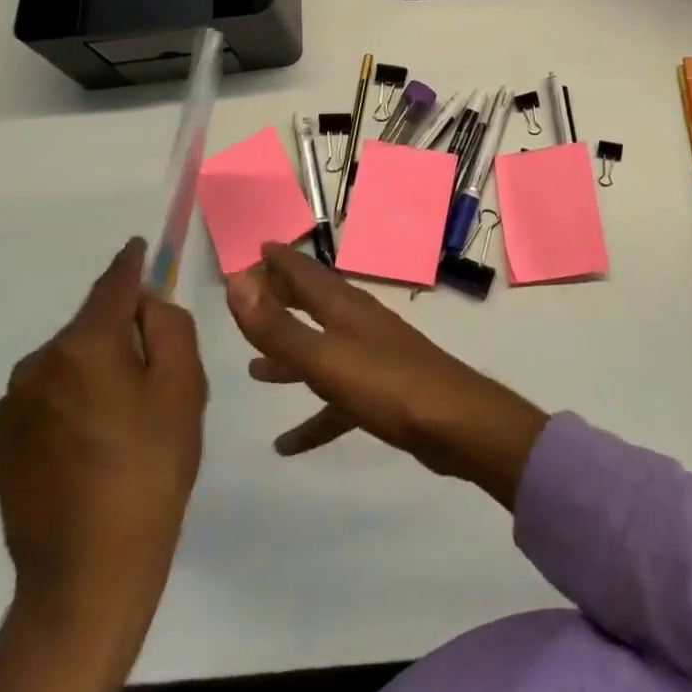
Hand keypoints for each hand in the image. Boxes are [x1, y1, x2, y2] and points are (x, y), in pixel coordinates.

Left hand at [0, 239, 206, 691]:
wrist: (88, 570)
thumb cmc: (151, 466)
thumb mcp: (184, 387)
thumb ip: (169, 326)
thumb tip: (146, 302)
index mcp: (83, 345)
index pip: (113, 284)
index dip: (132, 262)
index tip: (140, 245)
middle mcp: (37, 365)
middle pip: (91, 326)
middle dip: (121, 331)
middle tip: (157, 372)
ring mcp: (11, 407)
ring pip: (68, 363)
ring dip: (96, 369)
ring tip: (125, 417)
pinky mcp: (0, 444)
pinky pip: (47, 398)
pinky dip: (73, 401)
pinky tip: (94, 443)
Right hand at [226, 243, 547, 509]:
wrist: (453, 423)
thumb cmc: (386, 384)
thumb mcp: (323, 357)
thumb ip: (277, 326)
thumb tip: (237, 281)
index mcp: (345, 308)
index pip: (306, 274)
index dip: (281, 261)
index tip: (257, 247)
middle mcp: (358, 325)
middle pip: (314, 305)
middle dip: (282, 300)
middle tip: (250, 297)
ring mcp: (371, 358)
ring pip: (321, 350)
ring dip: (290, 356)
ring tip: (254, 369)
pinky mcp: (381, 394)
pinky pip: (336, 401)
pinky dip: (312, 418)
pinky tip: (286, 444)